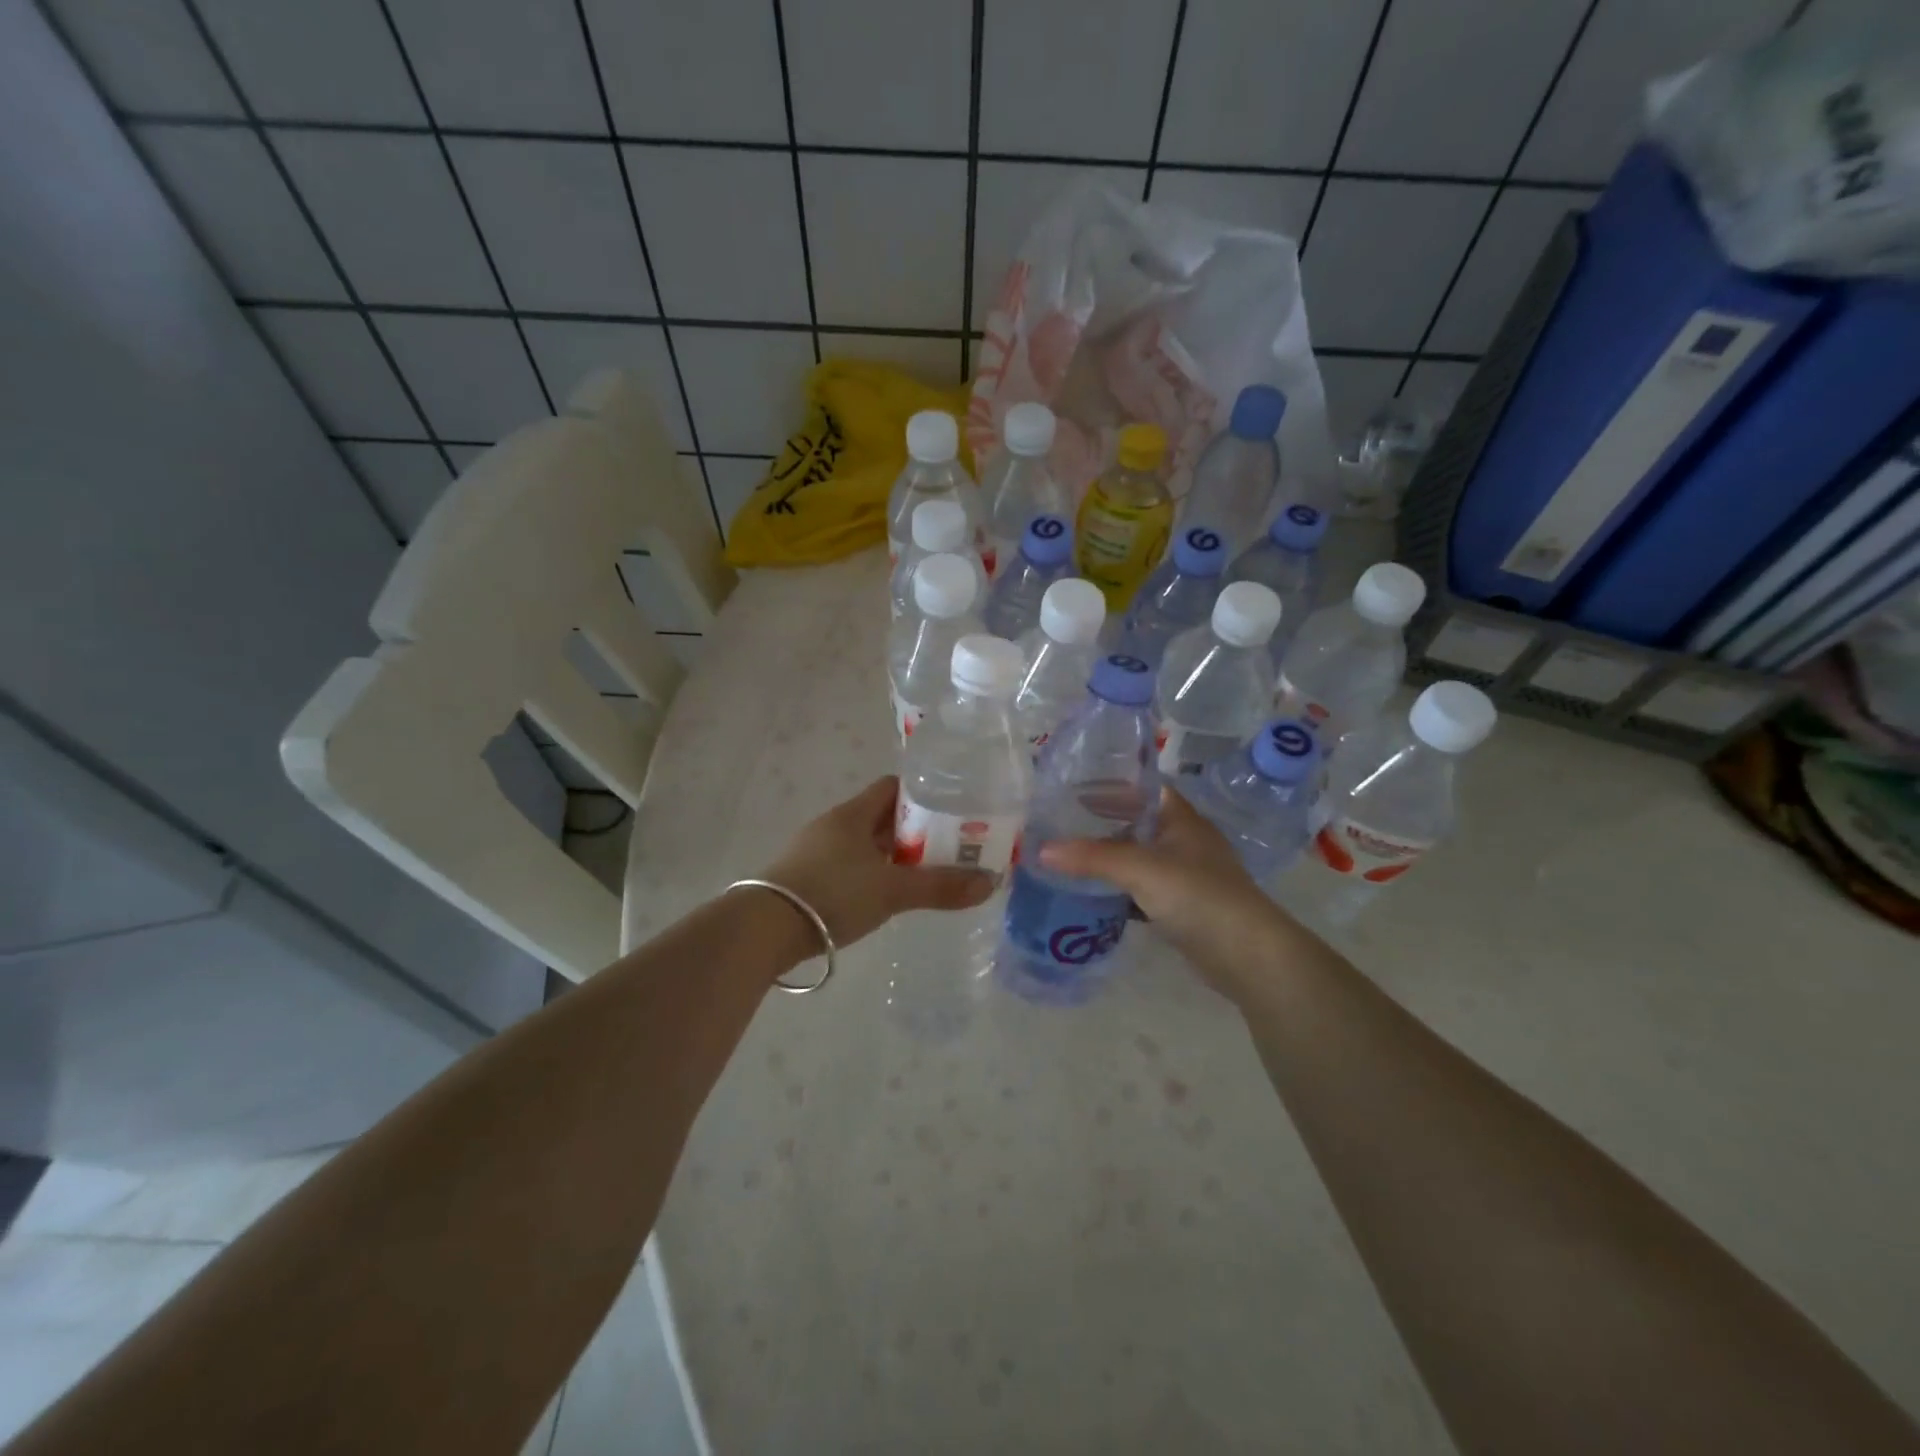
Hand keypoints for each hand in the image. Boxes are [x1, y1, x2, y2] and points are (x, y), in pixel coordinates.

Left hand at [759, 776, 994, 948]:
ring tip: (923, 873)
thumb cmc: (832, 894)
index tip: (950, 810)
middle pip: (880, 817)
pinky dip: (870, 874)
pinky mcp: (804, 877)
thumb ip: (940, 887)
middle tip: (947, 847)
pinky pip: (847, 866)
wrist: (764, 929)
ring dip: (891, 855)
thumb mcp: (892, 890)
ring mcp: (815, 851)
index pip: (892, 787)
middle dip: (914, 830)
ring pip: (864, 844)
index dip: (922, 795)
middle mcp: (833, 825)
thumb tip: (990, 882)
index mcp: (852, 814)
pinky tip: (884, 895)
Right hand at [1038, 786, 1301, 999]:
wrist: (1247, 954)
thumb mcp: (1141, 869)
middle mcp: (1183, 841)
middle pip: (1135, 824)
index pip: (1141, 790)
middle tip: (1057, 826)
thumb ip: (1092, 858)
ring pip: (1136, 859)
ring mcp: (1184, 875)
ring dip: (1106, 860)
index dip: (1109, 786)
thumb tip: (1041, 850)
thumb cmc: (1198, 895)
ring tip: (1065, 859)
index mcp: (1180, 818)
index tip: (1070, 790)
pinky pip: (1140, 890)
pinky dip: (1117, 890)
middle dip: (1099, 825)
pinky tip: (1089, 896)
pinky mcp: (1180, 907)